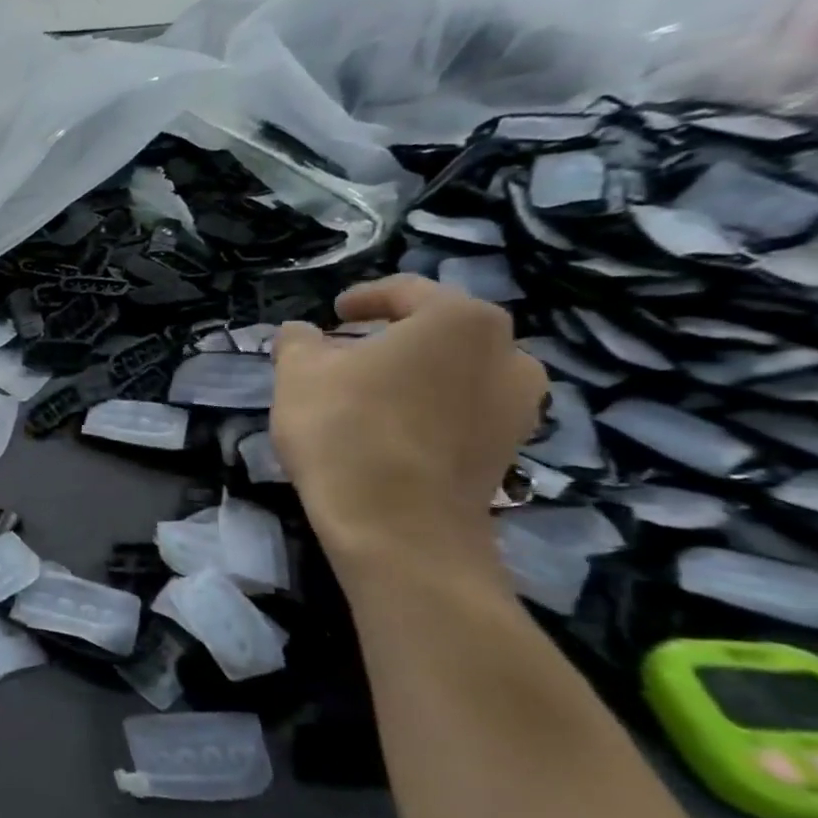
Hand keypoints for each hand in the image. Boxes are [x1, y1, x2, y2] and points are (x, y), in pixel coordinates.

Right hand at [271, 275, 546, 567]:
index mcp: (458, 318)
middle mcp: (507, 351)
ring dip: (414, 375)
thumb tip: (301, 333)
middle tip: (345, 354)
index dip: (362, 299)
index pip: (405, 292)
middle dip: (391, 338)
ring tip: (368, 394)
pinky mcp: (510, 449)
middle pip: (438, 331)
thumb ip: (298, 341)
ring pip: (454, 373)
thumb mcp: (298, 373)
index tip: (332, 313)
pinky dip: (429, 410)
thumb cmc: (346, 429)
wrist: (397, 525)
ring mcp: (518, 404)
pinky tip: (391, 430)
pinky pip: (463, 412)